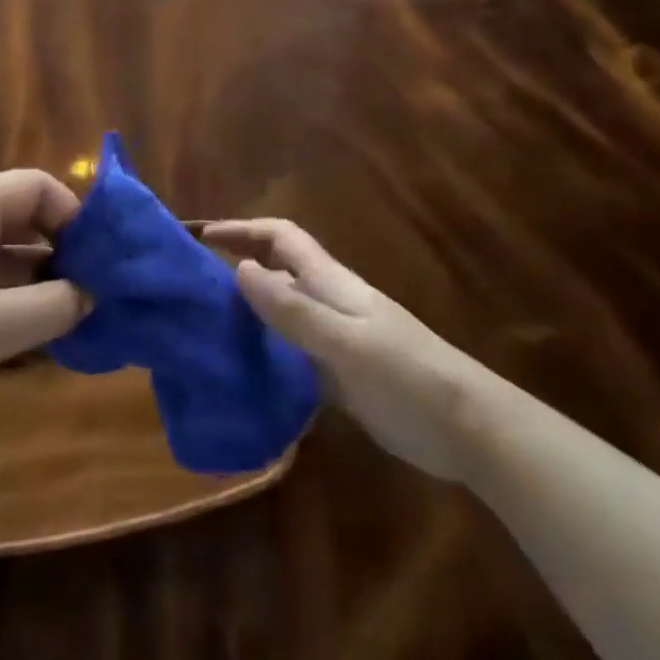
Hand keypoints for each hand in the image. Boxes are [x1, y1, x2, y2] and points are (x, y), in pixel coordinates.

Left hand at [0, 170, 86, 445]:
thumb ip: (52, 306)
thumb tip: (92, 293)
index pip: (38, 187)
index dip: (75, 217)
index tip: (98, 263)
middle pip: (26, 217)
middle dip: (64, 251)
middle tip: (95, 294)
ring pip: (10, 252)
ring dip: (42, 281)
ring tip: (76, 318)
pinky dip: (16, 299)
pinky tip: (38, 334)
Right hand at [203, 219, 497, 480]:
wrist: (468, 429)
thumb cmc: (407, 376)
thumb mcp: (345, 342)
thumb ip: (294, 309)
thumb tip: (241, 269)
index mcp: (330, 284)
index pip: (281, 238)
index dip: (243, 230)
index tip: (202, 237)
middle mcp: (327, 304)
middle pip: (276, 273)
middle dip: (236, 270)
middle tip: (190, 291)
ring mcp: (334, 341)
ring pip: (281, 315)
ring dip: (247, 315)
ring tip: (203, 331)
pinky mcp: (339, 377)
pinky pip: (291, 355)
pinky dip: (265, 355)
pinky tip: (242, 374)